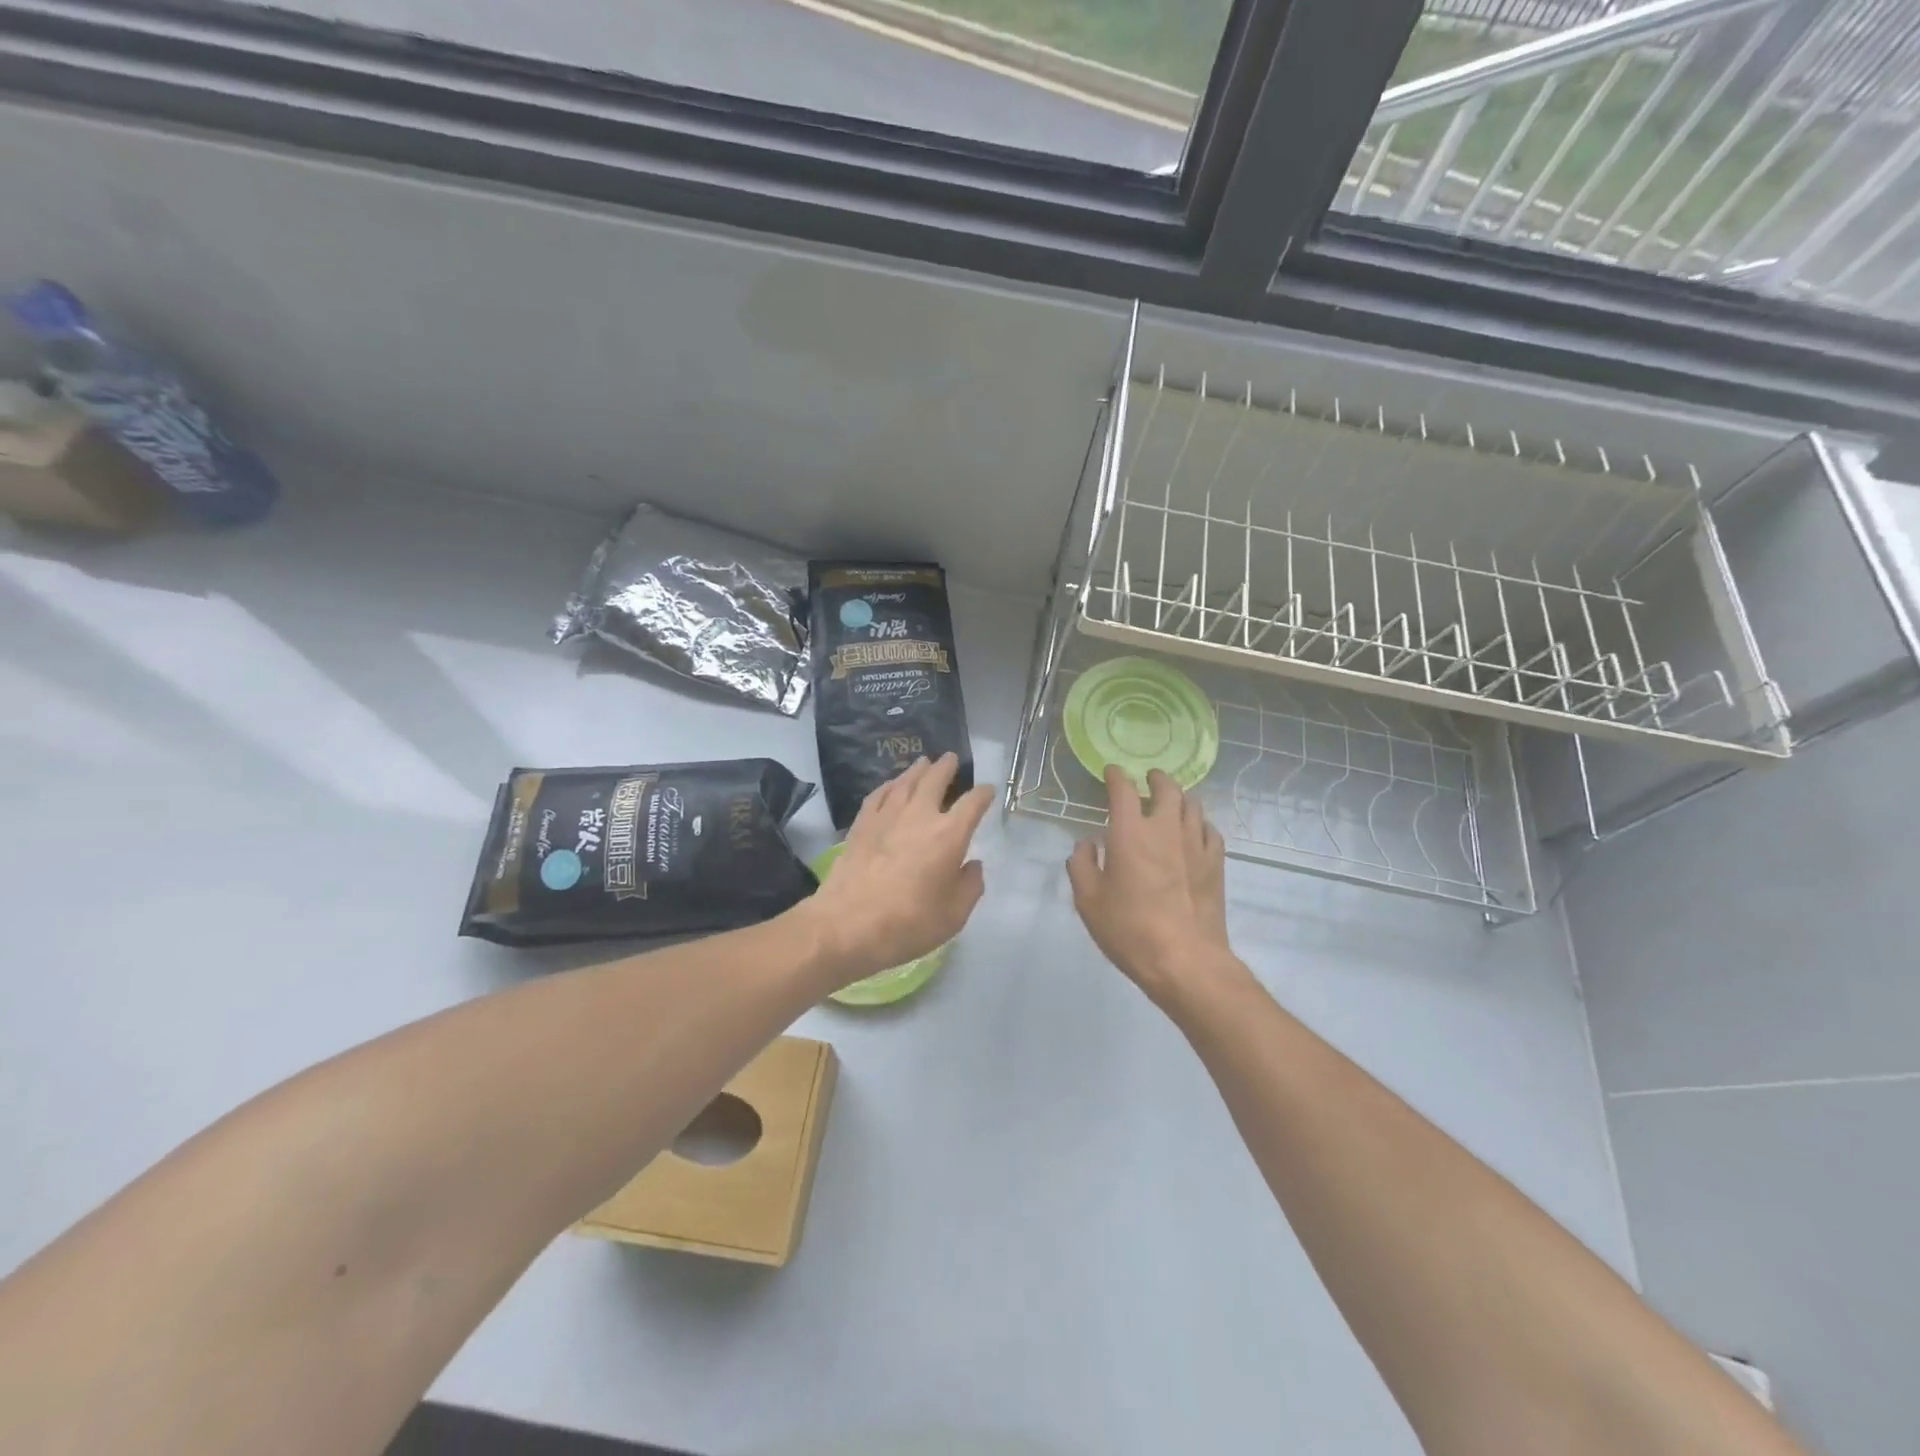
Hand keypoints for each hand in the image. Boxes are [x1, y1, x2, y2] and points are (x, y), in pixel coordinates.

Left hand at [799, 754, 992, 988]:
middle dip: (946, 767)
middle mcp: (920, 816)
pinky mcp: (861, 825)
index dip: (983, 794)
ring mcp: (887, 817)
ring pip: (905, 782)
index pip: (972, 804)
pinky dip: (889, 785)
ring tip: (924, 762)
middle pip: (935, 780)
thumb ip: (970, 886)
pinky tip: (891, 785)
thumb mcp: (954, 916)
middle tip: (951, 758)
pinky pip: (879, 795)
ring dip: (918, 770)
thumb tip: (973, 865)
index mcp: (949, 835)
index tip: (987, 790)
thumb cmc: (909, 923)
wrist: (848, 925)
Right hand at [1067, 767, 1235, 1009]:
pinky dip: (1199, 824)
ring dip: (1180, 799)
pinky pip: (1210, 830)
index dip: (1116, 776)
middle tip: (1149, 780)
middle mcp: (1165, 828)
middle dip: (1156, 779)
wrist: (1185, 960)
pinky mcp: (1216, 864)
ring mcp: (1196, 844)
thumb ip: (1082, 866)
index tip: (1112, 773)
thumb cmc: (1129, 929)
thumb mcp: (1088, 901)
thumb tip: (1087, 845)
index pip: (1123, 790)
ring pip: (1193, 805)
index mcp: (1130, 832)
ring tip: (1172, 803)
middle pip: (1167, 788)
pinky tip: (1194, 833)